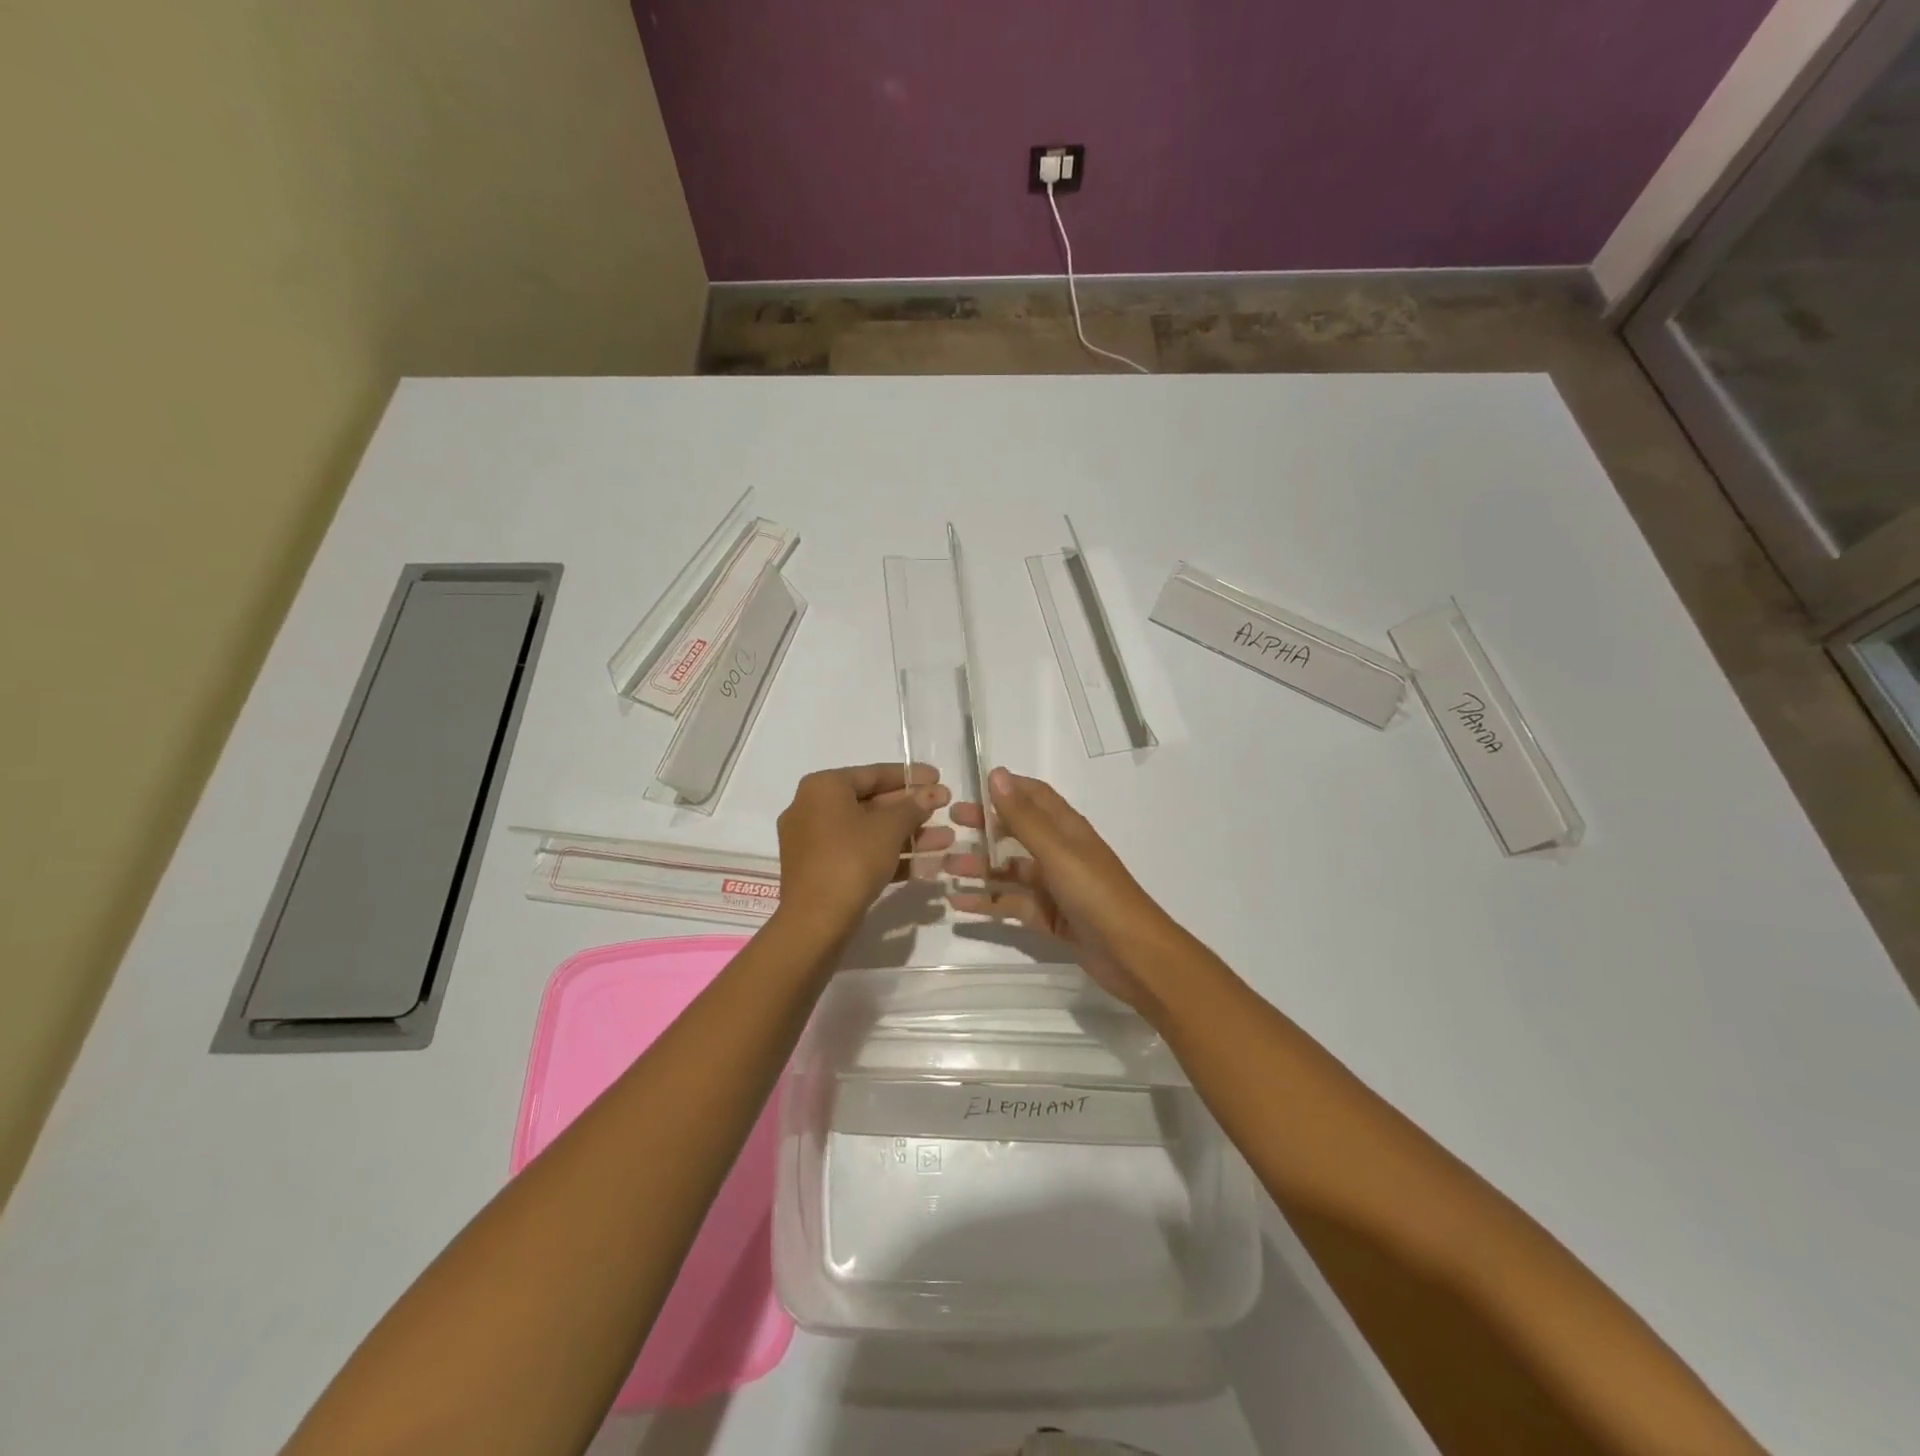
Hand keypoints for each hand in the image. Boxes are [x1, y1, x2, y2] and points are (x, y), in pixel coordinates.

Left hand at [775, 763, 951, 943]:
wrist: (814, 922)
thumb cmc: (851, 860)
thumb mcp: (888, 829)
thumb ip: (913, 806)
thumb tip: (934, 793)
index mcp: (823, 788)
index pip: (873, 774)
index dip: (910, 776)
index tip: (939, 778)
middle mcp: (812, 808)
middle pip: (871, 803)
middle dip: (912, 809)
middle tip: (945, 809)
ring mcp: (814, 842)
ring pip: (869, 832)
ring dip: (907, 835)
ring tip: (946, 840)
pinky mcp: (821, 870)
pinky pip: (860, 853)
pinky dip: (889, 855)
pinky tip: (925, 864)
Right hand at [947, 768, 1183, 1009]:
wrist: (1133, 955)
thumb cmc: (1096, 893)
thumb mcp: (1057, 851)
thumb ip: (1023, 817)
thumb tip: (996, 774)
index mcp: (1067, 829)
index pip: (1034, 796)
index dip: (1006, 788)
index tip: (969, 787)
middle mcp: (1060, 852)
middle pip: (1017, 832)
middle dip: (984, 827)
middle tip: (947, 827)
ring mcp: (1054, 886)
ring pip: (1010, 870)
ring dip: (979, 867)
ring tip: (944, 868)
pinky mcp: (1049, 917)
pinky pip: (1012, 904)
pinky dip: (987, 901)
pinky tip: (958, 903)